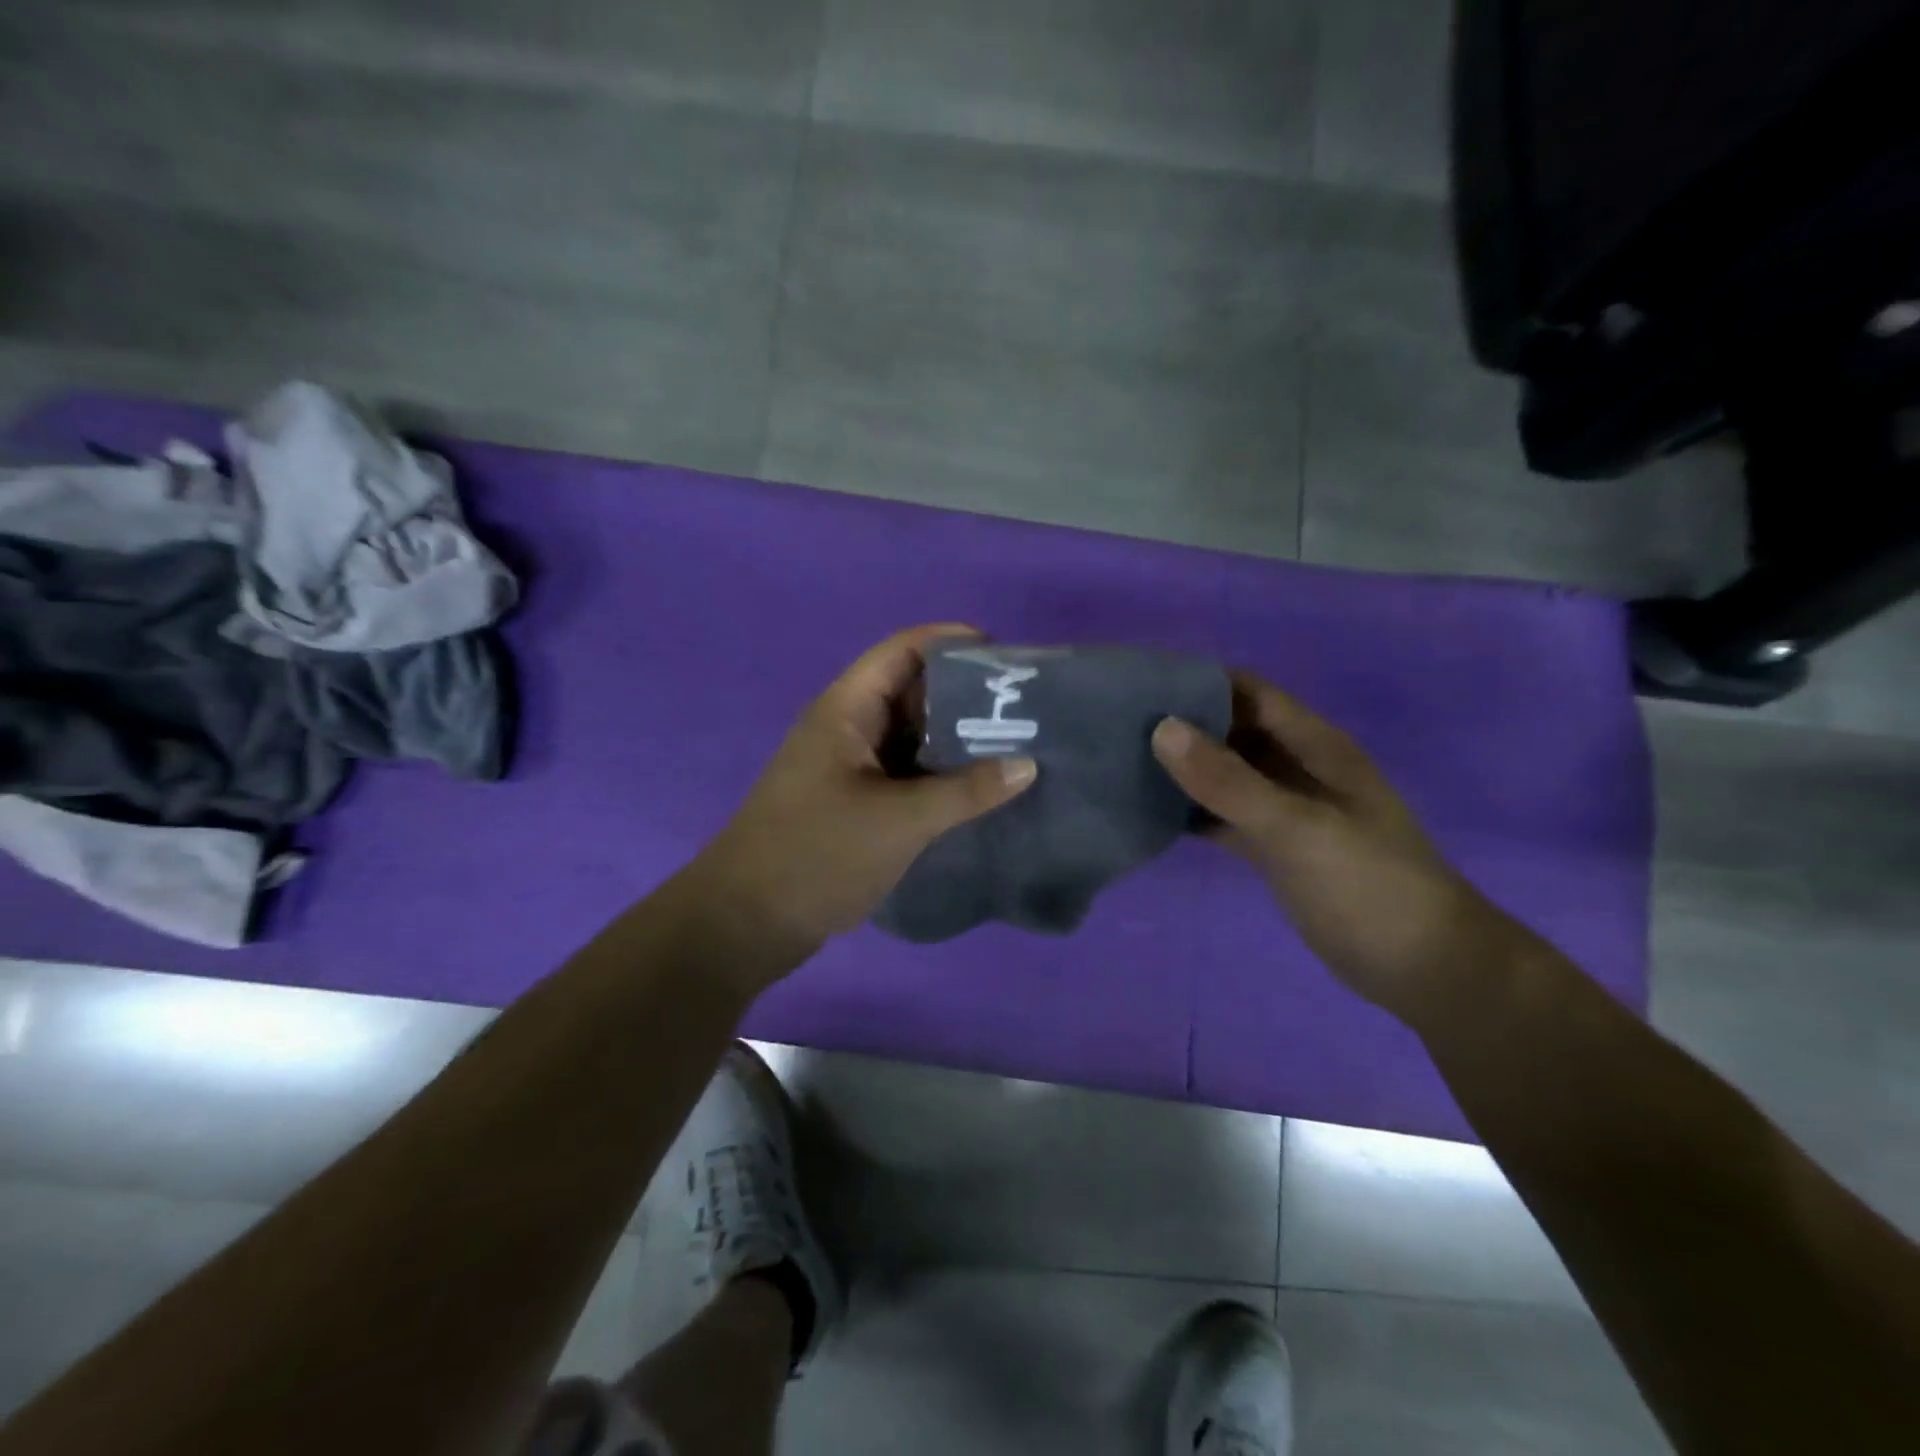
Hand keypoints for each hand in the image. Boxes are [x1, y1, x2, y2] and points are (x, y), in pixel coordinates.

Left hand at [690, 624, 1036, 962]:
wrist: (747, 921)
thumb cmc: (818, 854)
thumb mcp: (899, 821)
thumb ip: (965, 792)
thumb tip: (1027, 765)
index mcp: (846, 711)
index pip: (902, 651)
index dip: (951, 642)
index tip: (1005, 658)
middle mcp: (846, 728)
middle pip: (911, 691)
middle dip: (964, 695)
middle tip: (1021, 709)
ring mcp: (848, 766)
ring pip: (910, 736)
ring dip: (955, 739)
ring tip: (1013, 746)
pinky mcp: (853, 801)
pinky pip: (904, 772)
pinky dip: (938, 774)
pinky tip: (978, 789)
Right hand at [1151, 672, 1514, 1020]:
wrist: (1424, 969)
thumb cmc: (1369, 886)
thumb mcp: (1298, 828)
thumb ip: (1230, 782)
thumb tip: (1161, 728)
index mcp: (1314, 746)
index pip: (1248, 693)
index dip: (1197, 682)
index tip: (1139, 684)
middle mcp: (1297, 768)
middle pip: (1230, 730)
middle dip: (1180, 724)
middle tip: (1115, 726)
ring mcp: (1285, 810)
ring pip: (1224, 775)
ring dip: (1182, 769)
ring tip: (1121, 763)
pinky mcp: (1274, 848)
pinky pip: (1223, 816)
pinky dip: (1192, 812)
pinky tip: (1150, 814)